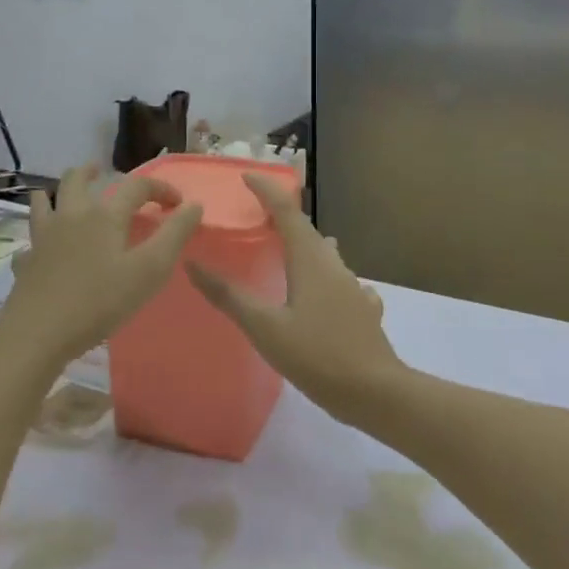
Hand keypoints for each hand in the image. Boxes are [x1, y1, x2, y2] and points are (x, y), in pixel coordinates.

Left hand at [0, 165, 202, 368]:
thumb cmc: (100, 301)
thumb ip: (174, 235)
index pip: (136, 186)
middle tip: (101, 170)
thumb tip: (193, 205)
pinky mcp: (27, 261)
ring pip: (45, 201)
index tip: (177, 203)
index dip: (160, 188)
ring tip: (64, 193)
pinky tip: (41, 245)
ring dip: (57, 191)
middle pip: (77, 180)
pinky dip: (38, 235)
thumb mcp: (149, 270)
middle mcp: (72, 216)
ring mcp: (44, 237)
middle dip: (92, 172)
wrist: (38, 332)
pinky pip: (30, 239)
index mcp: (105, 215)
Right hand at [186, 173, 405, 422]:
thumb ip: (229, 295)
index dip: (266, 189)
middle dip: (282, 217)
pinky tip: (323, 294)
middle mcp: (333, 263)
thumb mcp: (265, 327)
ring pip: (325, 255)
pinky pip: (340, 282)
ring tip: (285, 251)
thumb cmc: (317, 355)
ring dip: (304, 245)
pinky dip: (324, 277)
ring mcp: (353, 286)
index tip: (245, 176)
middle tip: (256, 217)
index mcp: (309, 258)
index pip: (286, 210)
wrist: (376, 392)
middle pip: (306, 229)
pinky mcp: (363, 309)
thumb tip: (193, 263)